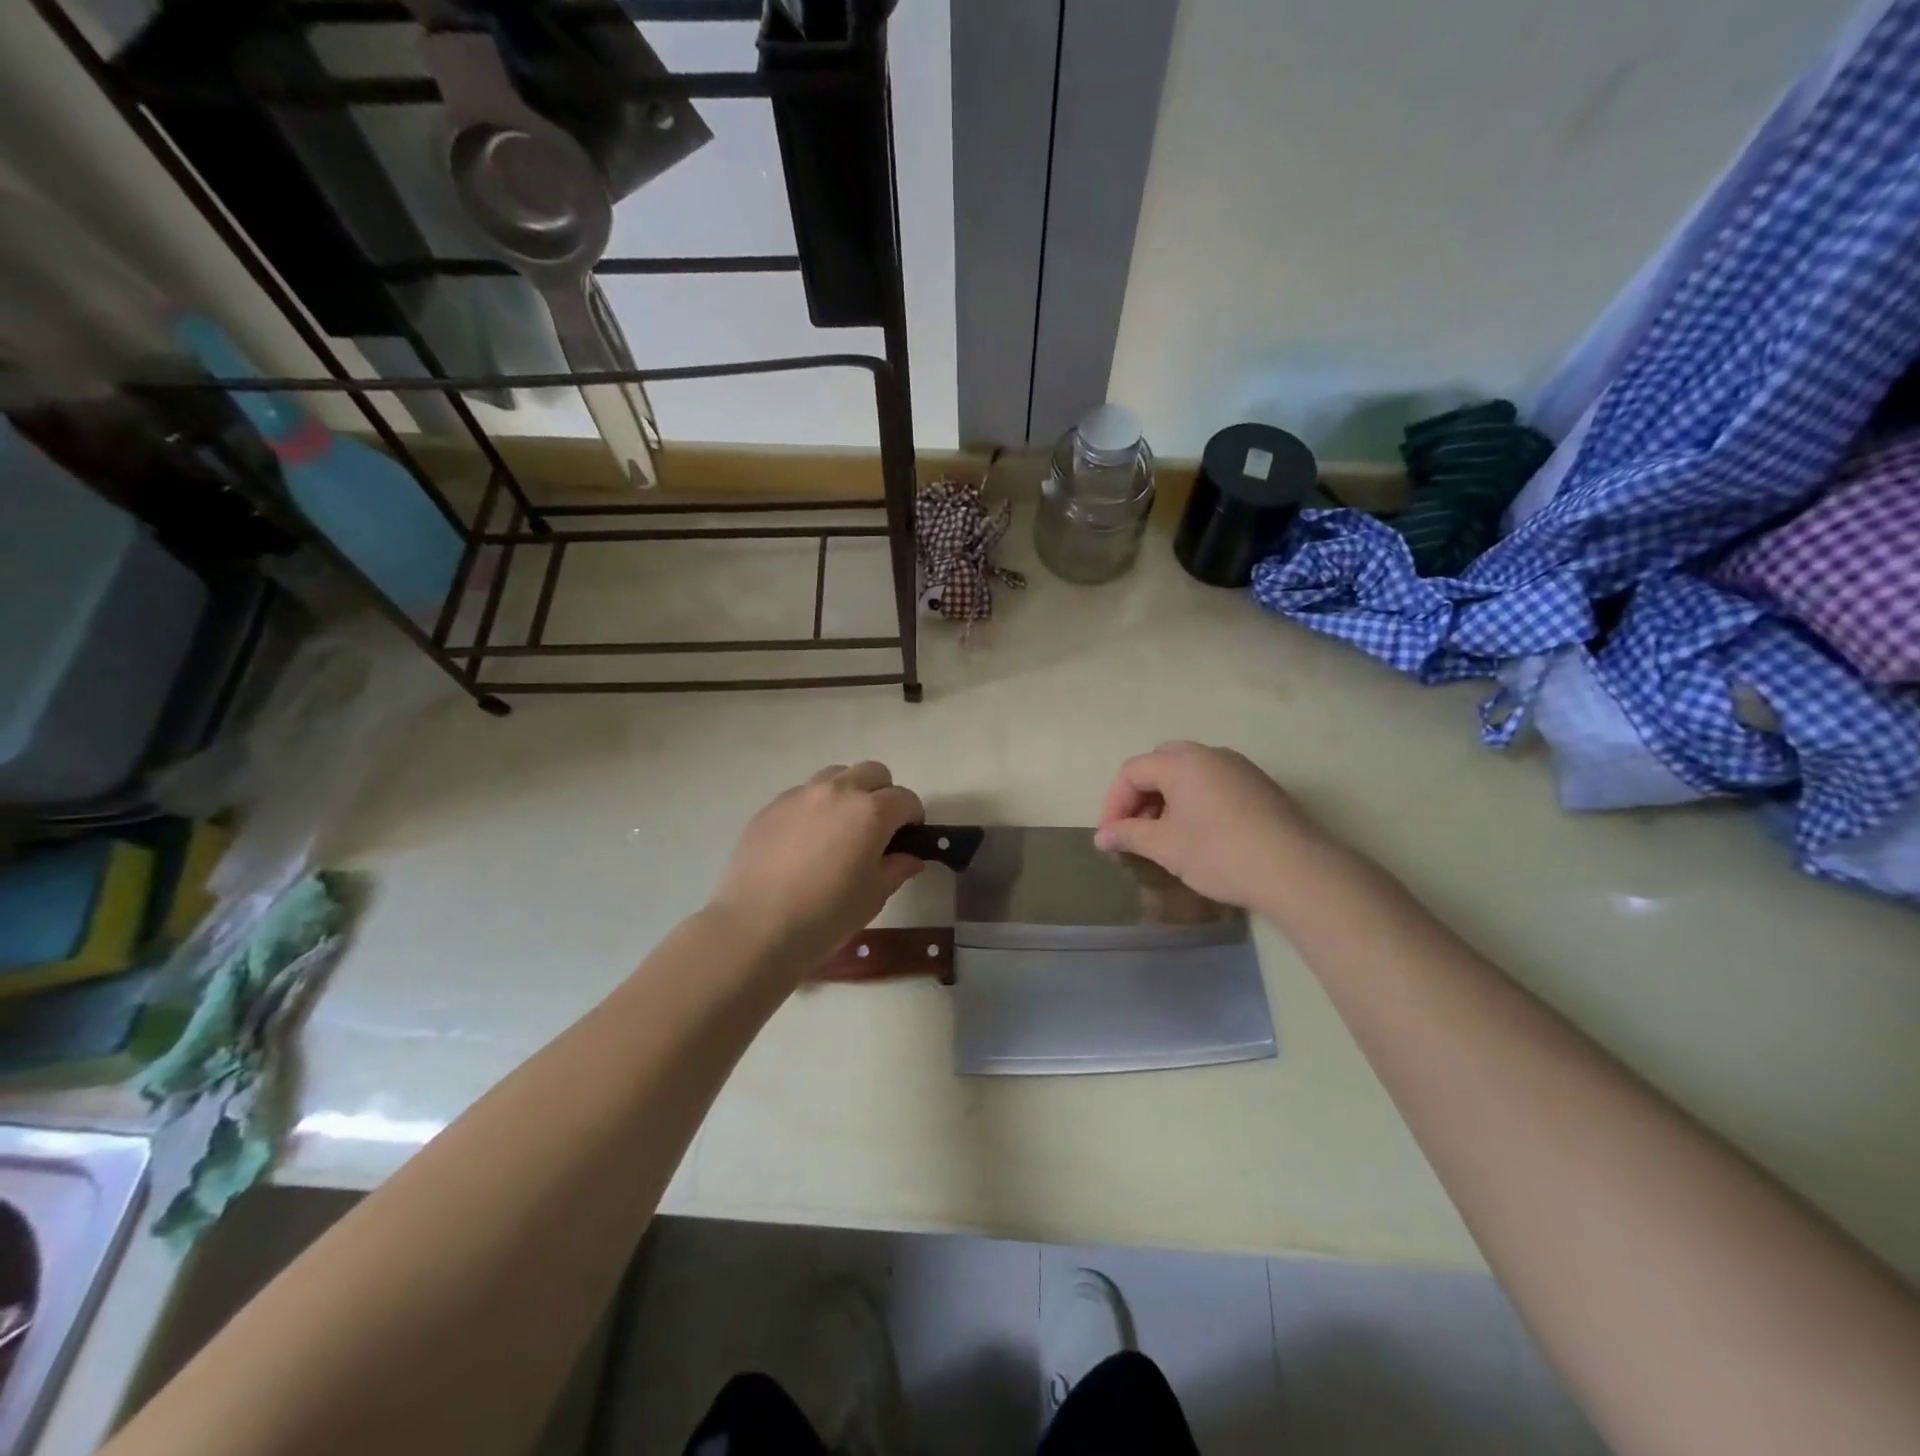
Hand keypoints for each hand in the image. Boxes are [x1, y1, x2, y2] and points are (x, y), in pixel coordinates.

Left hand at [710, 762, 926, 976]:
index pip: (905, 799)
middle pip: (873, 772)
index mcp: (871, 811)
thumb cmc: (826, 915)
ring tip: (841, 828)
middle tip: (878, 829)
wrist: (756, 927)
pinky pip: (804, 793)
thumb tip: (909, 857)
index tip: (909, 838)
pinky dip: (816, 806)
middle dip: (884, 794)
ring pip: (836, 775)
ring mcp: (800, 795)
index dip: (913, 818)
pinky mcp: (771, 806)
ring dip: (849, 792)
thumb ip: (897, 868)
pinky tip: (806, 841)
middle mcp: (838, 791)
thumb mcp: (874, 896)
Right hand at [1093, 742, 1339, 912]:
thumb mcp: (1166, 847)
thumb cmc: (1219, 853)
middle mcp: (1210, 754)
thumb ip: (1129, 835)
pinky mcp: (1260, 785)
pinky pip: (1215, 783)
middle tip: (1135, 828)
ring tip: (1165, 834)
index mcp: (1181, 761)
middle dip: (1140, 794)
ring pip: (1190, 772)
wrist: (1296, 870)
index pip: (1132, 771)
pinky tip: (1199, 833)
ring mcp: (1239, 767)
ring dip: (1168, 798)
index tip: (1110, 837)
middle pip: (1161, 763)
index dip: (1114, 803)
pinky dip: (1195, 800)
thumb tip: (1102, 836)